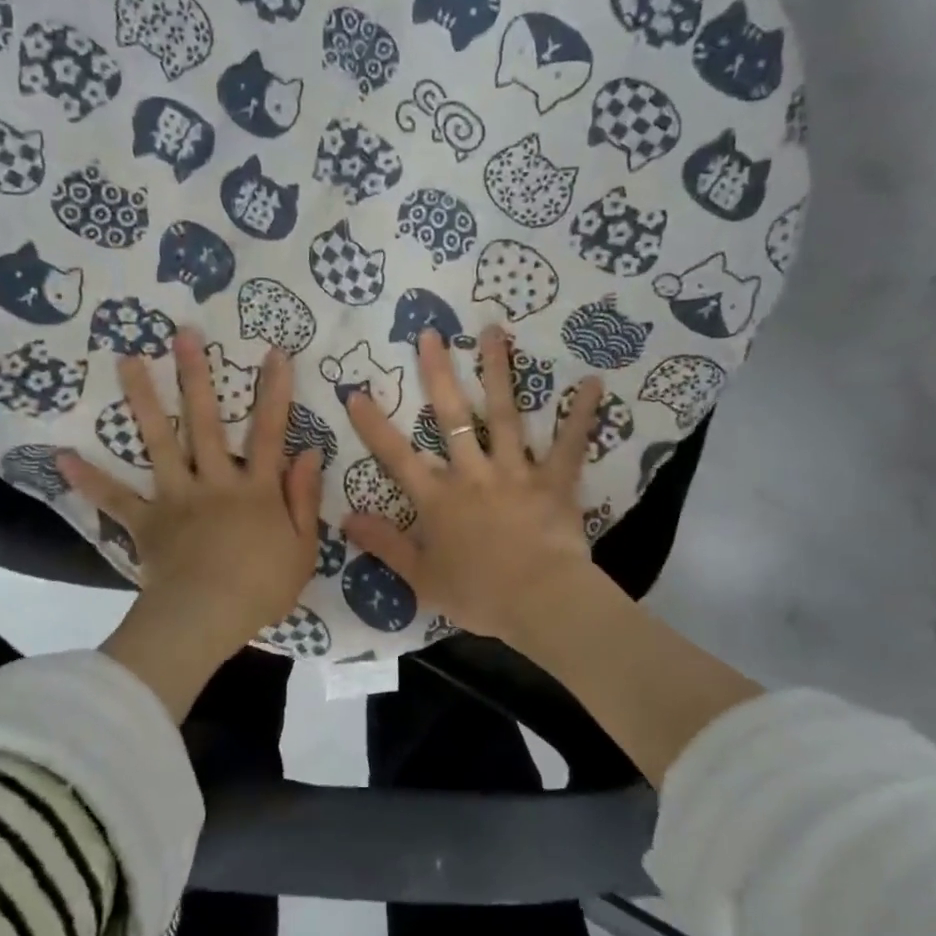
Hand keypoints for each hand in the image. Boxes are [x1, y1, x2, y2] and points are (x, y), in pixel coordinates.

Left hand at [59, 327, 322, 718]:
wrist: (206, 619)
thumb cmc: (261, 587)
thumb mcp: (302, 547)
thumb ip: (304, 498)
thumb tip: (309, 452)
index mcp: (255, 489)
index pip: (269, 432)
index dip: (274, 392)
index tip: (274, 352)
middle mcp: (214, 481)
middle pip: (206, 422)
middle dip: (197, 376)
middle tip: (183, 334)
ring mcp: (176, 498)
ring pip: (159, 442)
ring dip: (144, 399)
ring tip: (127, 359)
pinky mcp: (147, 521)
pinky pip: (116, 498)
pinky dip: (90, 480)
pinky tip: (63, 457)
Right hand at [341, 326, 605, 646]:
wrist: (541, 602)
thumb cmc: (479, 594)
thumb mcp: (421, 577)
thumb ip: (384, 544)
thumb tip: (344, 518)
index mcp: (438, 499)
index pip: (396, 456)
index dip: (374, 425)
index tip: (355, 391)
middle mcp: (473, 474)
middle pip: (451, 417)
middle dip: (438, 374)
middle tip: (430, 333)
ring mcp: (516, 472)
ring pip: (504, 415)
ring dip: (498, 372)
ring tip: (493, 332)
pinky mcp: (554, 482)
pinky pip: (568, 444)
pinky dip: (581, 414)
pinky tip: (591, 382)